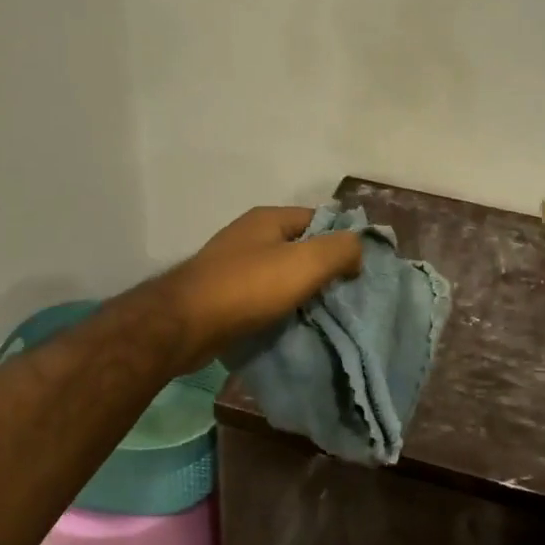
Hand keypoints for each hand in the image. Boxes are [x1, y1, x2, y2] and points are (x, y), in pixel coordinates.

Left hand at [162, 206, 361, 366]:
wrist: (184, 325)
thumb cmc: (248, 287)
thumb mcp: (306, 262)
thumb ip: (340, 250)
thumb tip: (358, 250)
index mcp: (268, 219)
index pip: (319, 220)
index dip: (342, 241)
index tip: (360, 270)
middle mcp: (249, 236)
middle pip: (300, 248)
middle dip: (323, 270)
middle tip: (345, 296)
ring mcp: (232, 265)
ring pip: (281, 275)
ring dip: (301, 292)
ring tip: (323, 314)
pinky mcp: (222, 294)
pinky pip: (262, 296)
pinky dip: (278, 308)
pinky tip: (291, 325)